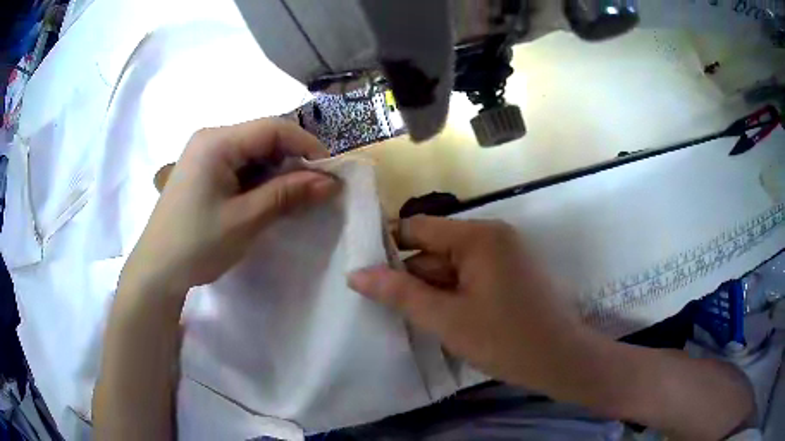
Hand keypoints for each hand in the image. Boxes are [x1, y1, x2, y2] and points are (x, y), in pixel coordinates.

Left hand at [122, 118, 339, 297]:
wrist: (157, 271)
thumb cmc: (197, 244)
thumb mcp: (245, 219)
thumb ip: (287, 194)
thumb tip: (330, 182)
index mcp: (217, 141)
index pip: (273, 128)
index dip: (307, 145)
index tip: (329, 172)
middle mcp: (211, 139)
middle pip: (263, 137)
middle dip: (293, 160)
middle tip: (314, 189)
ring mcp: (205, 155)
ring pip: (253, 152)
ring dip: (277, 172)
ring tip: (294, 197)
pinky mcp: (203, 172)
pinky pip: (240, 166)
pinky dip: (259, 180)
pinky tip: (267, 199)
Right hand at [349, 215, 587, 392]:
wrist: (561, 360)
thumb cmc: (505, 340)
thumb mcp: (446, 319)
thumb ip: (399, 293)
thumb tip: (355, 273)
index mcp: (478, 236)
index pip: (417, 228)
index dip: (387, 247)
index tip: (363, 272)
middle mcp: (492, 235)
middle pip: (435, 248)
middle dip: (411, 277)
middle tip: (387, 306)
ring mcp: (503, 254)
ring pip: (451, 265)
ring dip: (432, 289)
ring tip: (414, 318)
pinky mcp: (509, 272)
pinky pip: (469, 276)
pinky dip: (452, 293)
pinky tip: (443, 319)